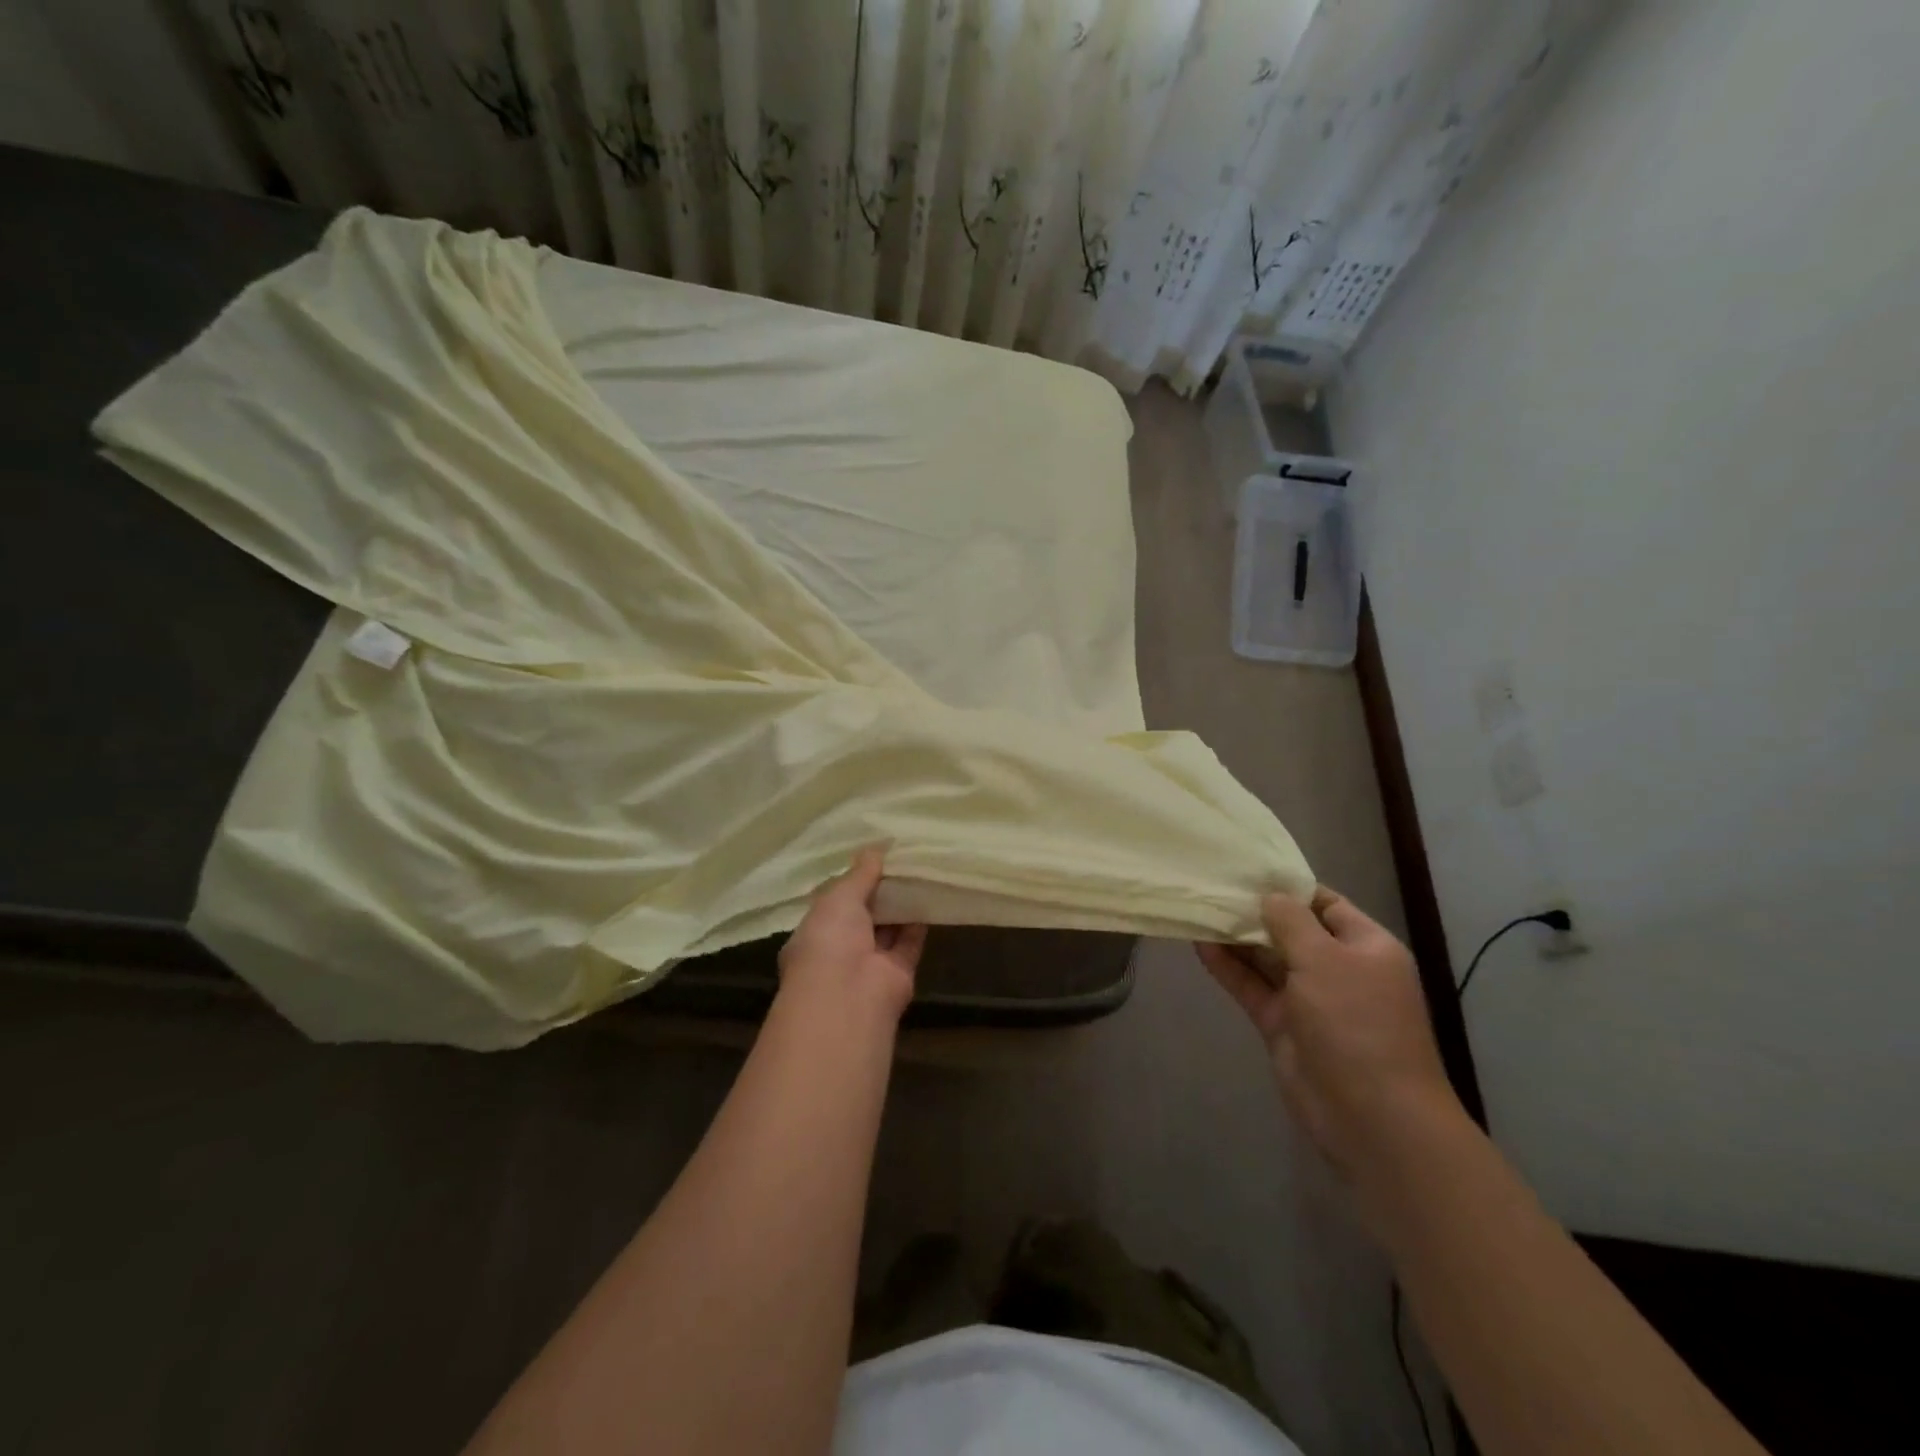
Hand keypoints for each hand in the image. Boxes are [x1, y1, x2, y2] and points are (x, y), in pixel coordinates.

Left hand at [779, 846, 926, 1023]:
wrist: (849, 997)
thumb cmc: (829, 941)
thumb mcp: (839, 897)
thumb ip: (859, 874)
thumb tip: (875, 848)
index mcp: (814, 933)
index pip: (833, 903)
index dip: (851, 881)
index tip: (871, 858)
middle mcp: (839, 950)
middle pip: (863, 915)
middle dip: (878, 891)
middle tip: (900, 858)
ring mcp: (869, 964)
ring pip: (888, 928)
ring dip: (900, 903)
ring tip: (918, 869)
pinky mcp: (898, 973)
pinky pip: (910, 941)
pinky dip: (919, 920)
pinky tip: (930, 892)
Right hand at [1196, 887, 1461, 1185]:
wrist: (1372, 1117)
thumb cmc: (1357, 1024)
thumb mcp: (1325, 959)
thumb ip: (1291, 922)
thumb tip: (1269, 896)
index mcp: (1366, 947)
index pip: (1325, 904)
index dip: (1288, 887)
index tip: (1247, 870)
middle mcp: (1339, 969)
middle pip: (1292, 930)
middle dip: (1256, 911)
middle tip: (1212, 886)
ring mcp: (1310, 1000)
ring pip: (1268, 959)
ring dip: (1237, 938)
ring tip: (1199, 908)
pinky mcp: (1284, 1026)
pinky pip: (1253, 987)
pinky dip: (1229, 968)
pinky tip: (1200, 945)